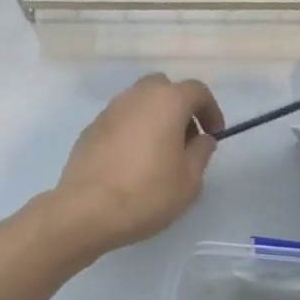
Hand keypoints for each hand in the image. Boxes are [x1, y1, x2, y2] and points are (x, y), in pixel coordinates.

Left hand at [52, 74, 223, 252]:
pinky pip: (121, 120)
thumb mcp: (189, 180)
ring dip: (154, 118)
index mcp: (167, 101)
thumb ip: (201, 152)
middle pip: (164, 88)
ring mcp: (109, 110)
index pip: (197, 91)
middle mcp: (136, 96)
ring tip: (159, 152)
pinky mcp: (90, 128)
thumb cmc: (147, 193)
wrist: (86, 210)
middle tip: (185, 139)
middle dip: (179, 108)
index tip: (214, 134)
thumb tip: (201, 138)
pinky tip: (133, 160)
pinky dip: (133, 130)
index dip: (210, 110)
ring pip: (139, 102)